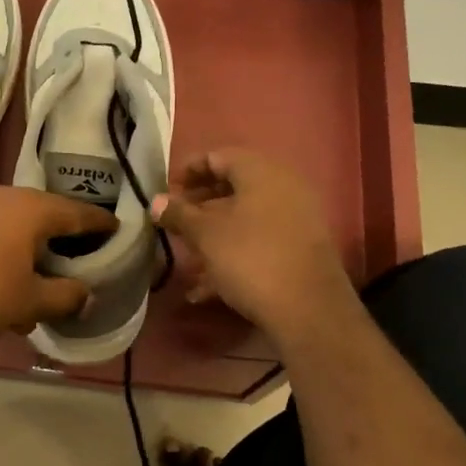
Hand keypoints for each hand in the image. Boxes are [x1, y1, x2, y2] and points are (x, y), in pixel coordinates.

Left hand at [0, 184, 116, 361]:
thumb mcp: (30, 302)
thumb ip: (65, 295)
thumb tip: (86, 294)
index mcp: (28, 208)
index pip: (75, 212)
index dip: (98, 223)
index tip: (115, 228)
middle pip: (41, 217)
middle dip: (58, 243)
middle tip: (74, 262)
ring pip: (10, 229)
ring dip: (26, 257)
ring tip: (32, 296)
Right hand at [152, 149, 355, 344]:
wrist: (308, 308)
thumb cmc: (250, 258)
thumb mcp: (205, 235)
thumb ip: (179, 214)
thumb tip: (156, 201)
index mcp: (260, 171)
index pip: (218, 156)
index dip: (189, 170)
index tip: (167, 190)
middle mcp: (283, 186)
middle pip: (234, 186)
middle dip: (201, 203)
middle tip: (175, 219)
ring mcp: (296, 218)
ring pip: (245, 217)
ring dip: (214, 232)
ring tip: (187, 255)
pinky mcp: (300, 248)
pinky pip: (259, 241)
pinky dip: (233, 254)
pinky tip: (206, 289)